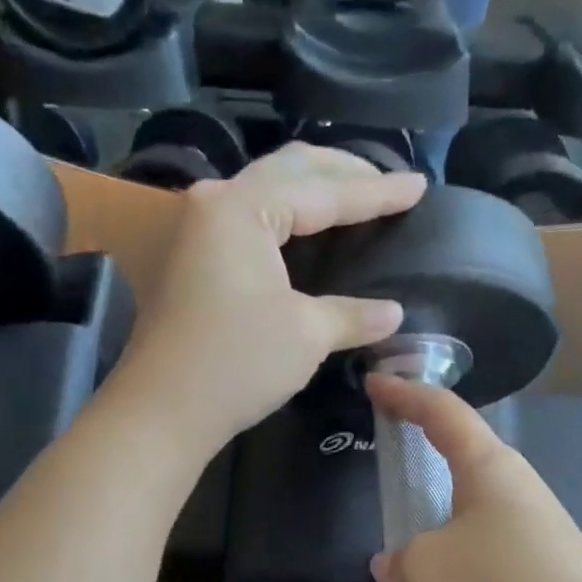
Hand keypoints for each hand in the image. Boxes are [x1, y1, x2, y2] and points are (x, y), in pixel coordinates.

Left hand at [108, 144, 422, 457]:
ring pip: (266, 190)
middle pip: (289, 170)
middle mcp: (214, 203)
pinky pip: (249, 219)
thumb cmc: (236, 365)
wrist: (162, 411)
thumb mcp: (306, 335)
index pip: (324, 191)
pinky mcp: (190, 259)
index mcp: (242, 207)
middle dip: (343, 172)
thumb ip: (353, 315)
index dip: (377, 192)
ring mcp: (195, 230)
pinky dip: (285, 216)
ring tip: (352, 196)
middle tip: (387, 182)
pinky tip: (305, 230)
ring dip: (312, 189)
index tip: (419, 187)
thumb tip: (394, 313)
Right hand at [366, 374, 581, 581]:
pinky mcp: (535, 577)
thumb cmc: (496, 578)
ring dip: (436, 540)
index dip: (405, 394)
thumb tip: (392, 566)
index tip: (375, 382)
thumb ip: (400, 561)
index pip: (442, 412)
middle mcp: (512, 491)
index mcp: (487, 466)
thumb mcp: (426, 566)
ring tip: (403, 566)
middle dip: (425, 466)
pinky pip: (481, 566)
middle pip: (461, 465)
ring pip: (468, 524)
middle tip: (388, 470)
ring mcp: (528, 535)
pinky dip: (454, 579)